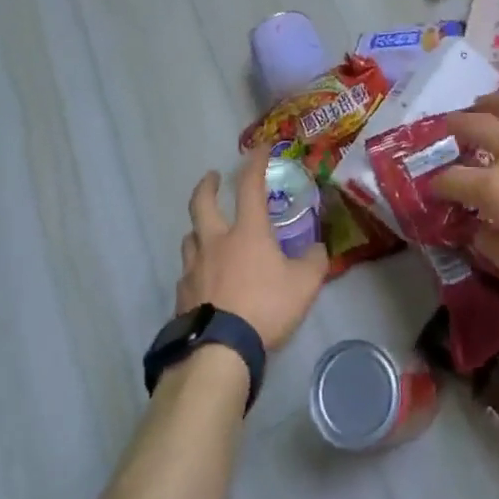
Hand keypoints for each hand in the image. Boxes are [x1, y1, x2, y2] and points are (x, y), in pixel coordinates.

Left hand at [176, 147, 328, 348]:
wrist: (218, 351)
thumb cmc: (264, 308)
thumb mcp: (304, 286)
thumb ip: (314, 262)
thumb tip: (317, 249)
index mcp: (247, 232)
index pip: (249, 186)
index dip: (254, 162)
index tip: (259, 148)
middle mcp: (215, 242)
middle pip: (202, 203)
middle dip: (207, 186)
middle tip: (212, 178)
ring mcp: (193, 269)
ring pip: (190, 238)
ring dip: (198, 230)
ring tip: (206, 233)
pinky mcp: (181, 296)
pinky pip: (187, 273)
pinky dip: (195, 269)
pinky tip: (203, 281)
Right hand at [431, 91, 498, 300]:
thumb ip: (496, 248)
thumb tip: (477, 231)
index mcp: (496, 187)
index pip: (453, 179)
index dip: (438, 183)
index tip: (434, 185)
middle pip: (474, 126)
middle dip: (454, 126)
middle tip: (448, 126)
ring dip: (489, 101)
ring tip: (482, 103)